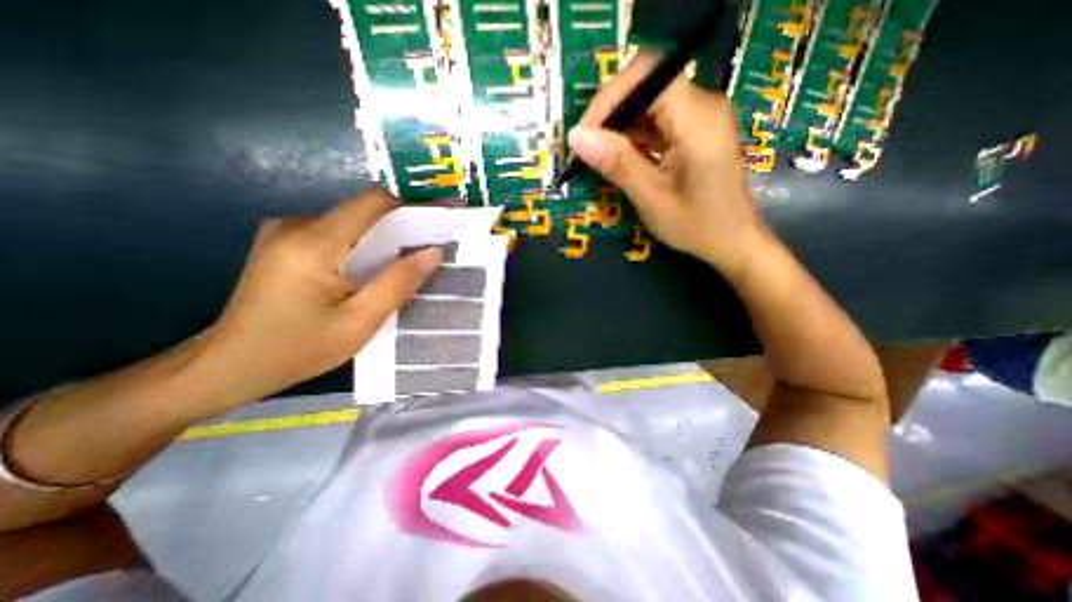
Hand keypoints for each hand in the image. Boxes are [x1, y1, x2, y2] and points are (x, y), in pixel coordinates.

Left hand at [195, 187, 439, 403]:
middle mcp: (297, 225)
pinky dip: (364, 247)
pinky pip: (338, 235)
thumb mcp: (359, 322)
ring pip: (353, 224)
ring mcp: (286, 232)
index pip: (373, 203)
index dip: (411, 205)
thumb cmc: (297, 349)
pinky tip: (373, 271)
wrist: (228, 366)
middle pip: (364, 212)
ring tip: (408, 263)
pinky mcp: (285, 243)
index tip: (441, 218)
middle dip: (402, 226)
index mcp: (313, 243)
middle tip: (432, 248)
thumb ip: (398, 283)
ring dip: (384, 239)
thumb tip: (433, 251)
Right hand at [568, 51, 769, 276]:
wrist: (733, 241)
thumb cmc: (697, 226)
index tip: (583, 135)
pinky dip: (631, 136)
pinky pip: (656, 121)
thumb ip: (617, 163)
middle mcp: (701, 106)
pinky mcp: (692, 132)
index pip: (647, 76)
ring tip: (596, 156)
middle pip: (646, 85)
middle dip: (609, 113)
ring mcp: (698, 118)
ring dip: (618, 127)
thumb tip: (576, 137)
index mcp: (697, 118)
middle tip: (586, 148)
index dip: (609, 98)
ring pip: (648, 103)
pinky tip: (617, 158)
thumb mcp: (652, 198)